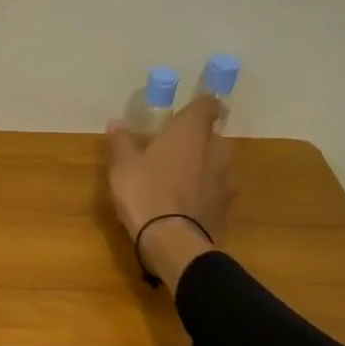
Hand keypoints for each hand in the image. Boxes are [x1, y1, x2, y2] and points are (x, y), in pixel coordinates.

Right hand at [106, 93, 236, 283]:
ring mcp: (226, 178)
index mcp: (191, 132)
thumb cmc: (144, 192)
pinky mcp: (228, 205)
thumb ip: (122, 142)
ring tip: (185, 178)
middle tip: (179, 149)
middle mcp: (216, 148)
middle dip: (201, 140)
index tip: (191, 111)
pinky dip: (209, 191)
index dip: (202, 106)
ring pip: (220, 163)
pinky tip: (192, 202)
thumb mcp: (123, 166)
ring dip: (207, 166)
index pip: (208, 106)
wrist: (172, 240)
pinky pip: (220, 189)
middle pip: (214, 136)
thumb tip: (116, 123)